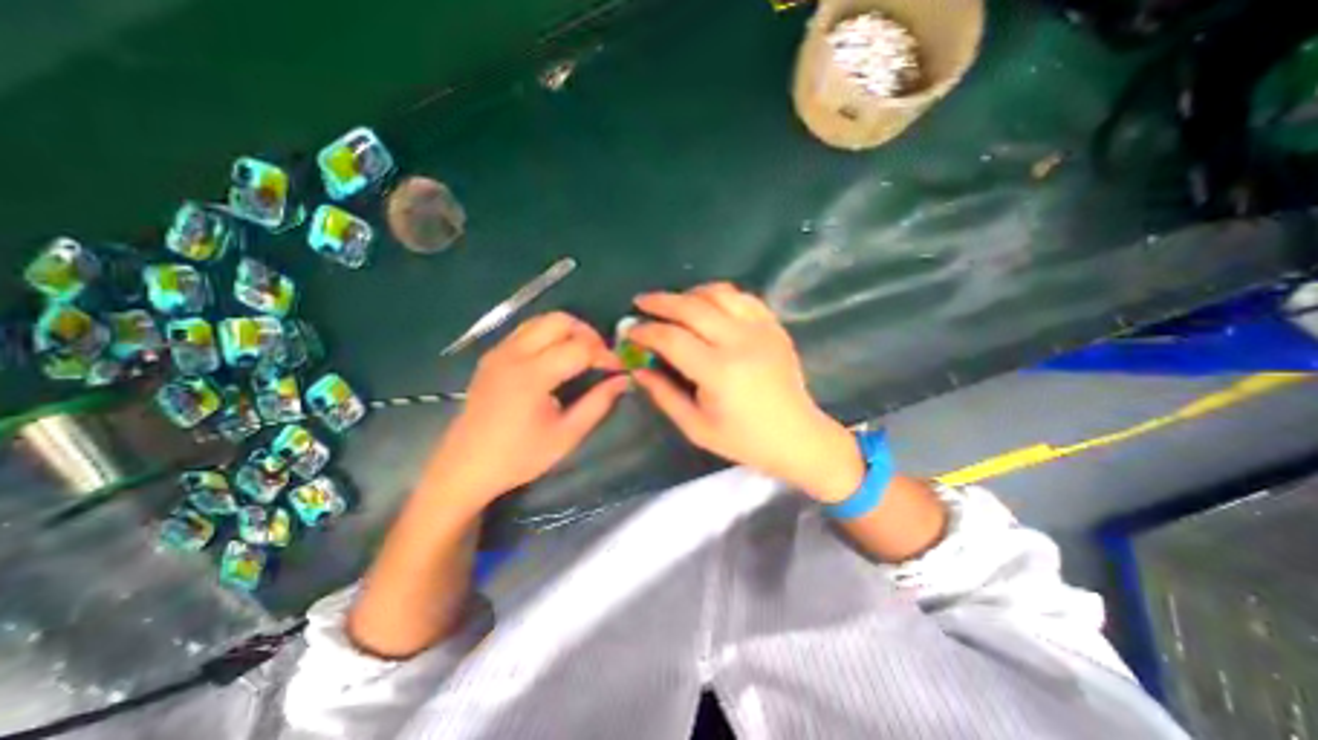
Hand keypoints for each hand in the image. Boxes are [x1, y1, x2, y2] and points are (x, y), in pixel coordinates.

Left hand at [422, 312, 626, 509]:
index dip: (605, 355)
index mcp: (532, 375)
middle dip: (587, 333)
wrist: (464, 468)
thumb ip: (598, 403)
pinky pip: (526, 330)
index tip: (619, 368)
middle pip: (560, 320)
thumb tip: (623, 380)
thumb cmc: (518, 457)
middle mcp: (513, 354)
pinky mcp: (492, 356)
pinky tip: (556, 358)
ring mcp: (499, 352)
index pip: (580, 347)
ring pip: (541, 320)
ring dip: (568, 331)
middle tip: (599, 357)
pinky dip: (549, 335)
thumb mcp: (566, 435)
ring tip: (581, 355)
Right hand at [626, 283, 865, 502]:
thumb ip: (663, 394)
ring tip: (673, 303)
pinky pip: (742, 297)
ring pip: (718, 293)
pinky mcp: (774, 326)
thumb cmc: (743, 439)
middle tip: (641, 302)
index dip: (646, 331)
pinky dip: (719, 294)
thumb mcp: (695, 426)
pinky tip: (707, 304)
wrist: (796, 435)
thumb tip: (638, 367)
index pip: (672, 339)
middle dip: (661, 302)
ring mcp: (761, 330)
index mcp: (719, 372)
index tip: (630, 331)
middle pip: (692, 307)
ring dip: (689, 293)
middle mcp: (741, 343)